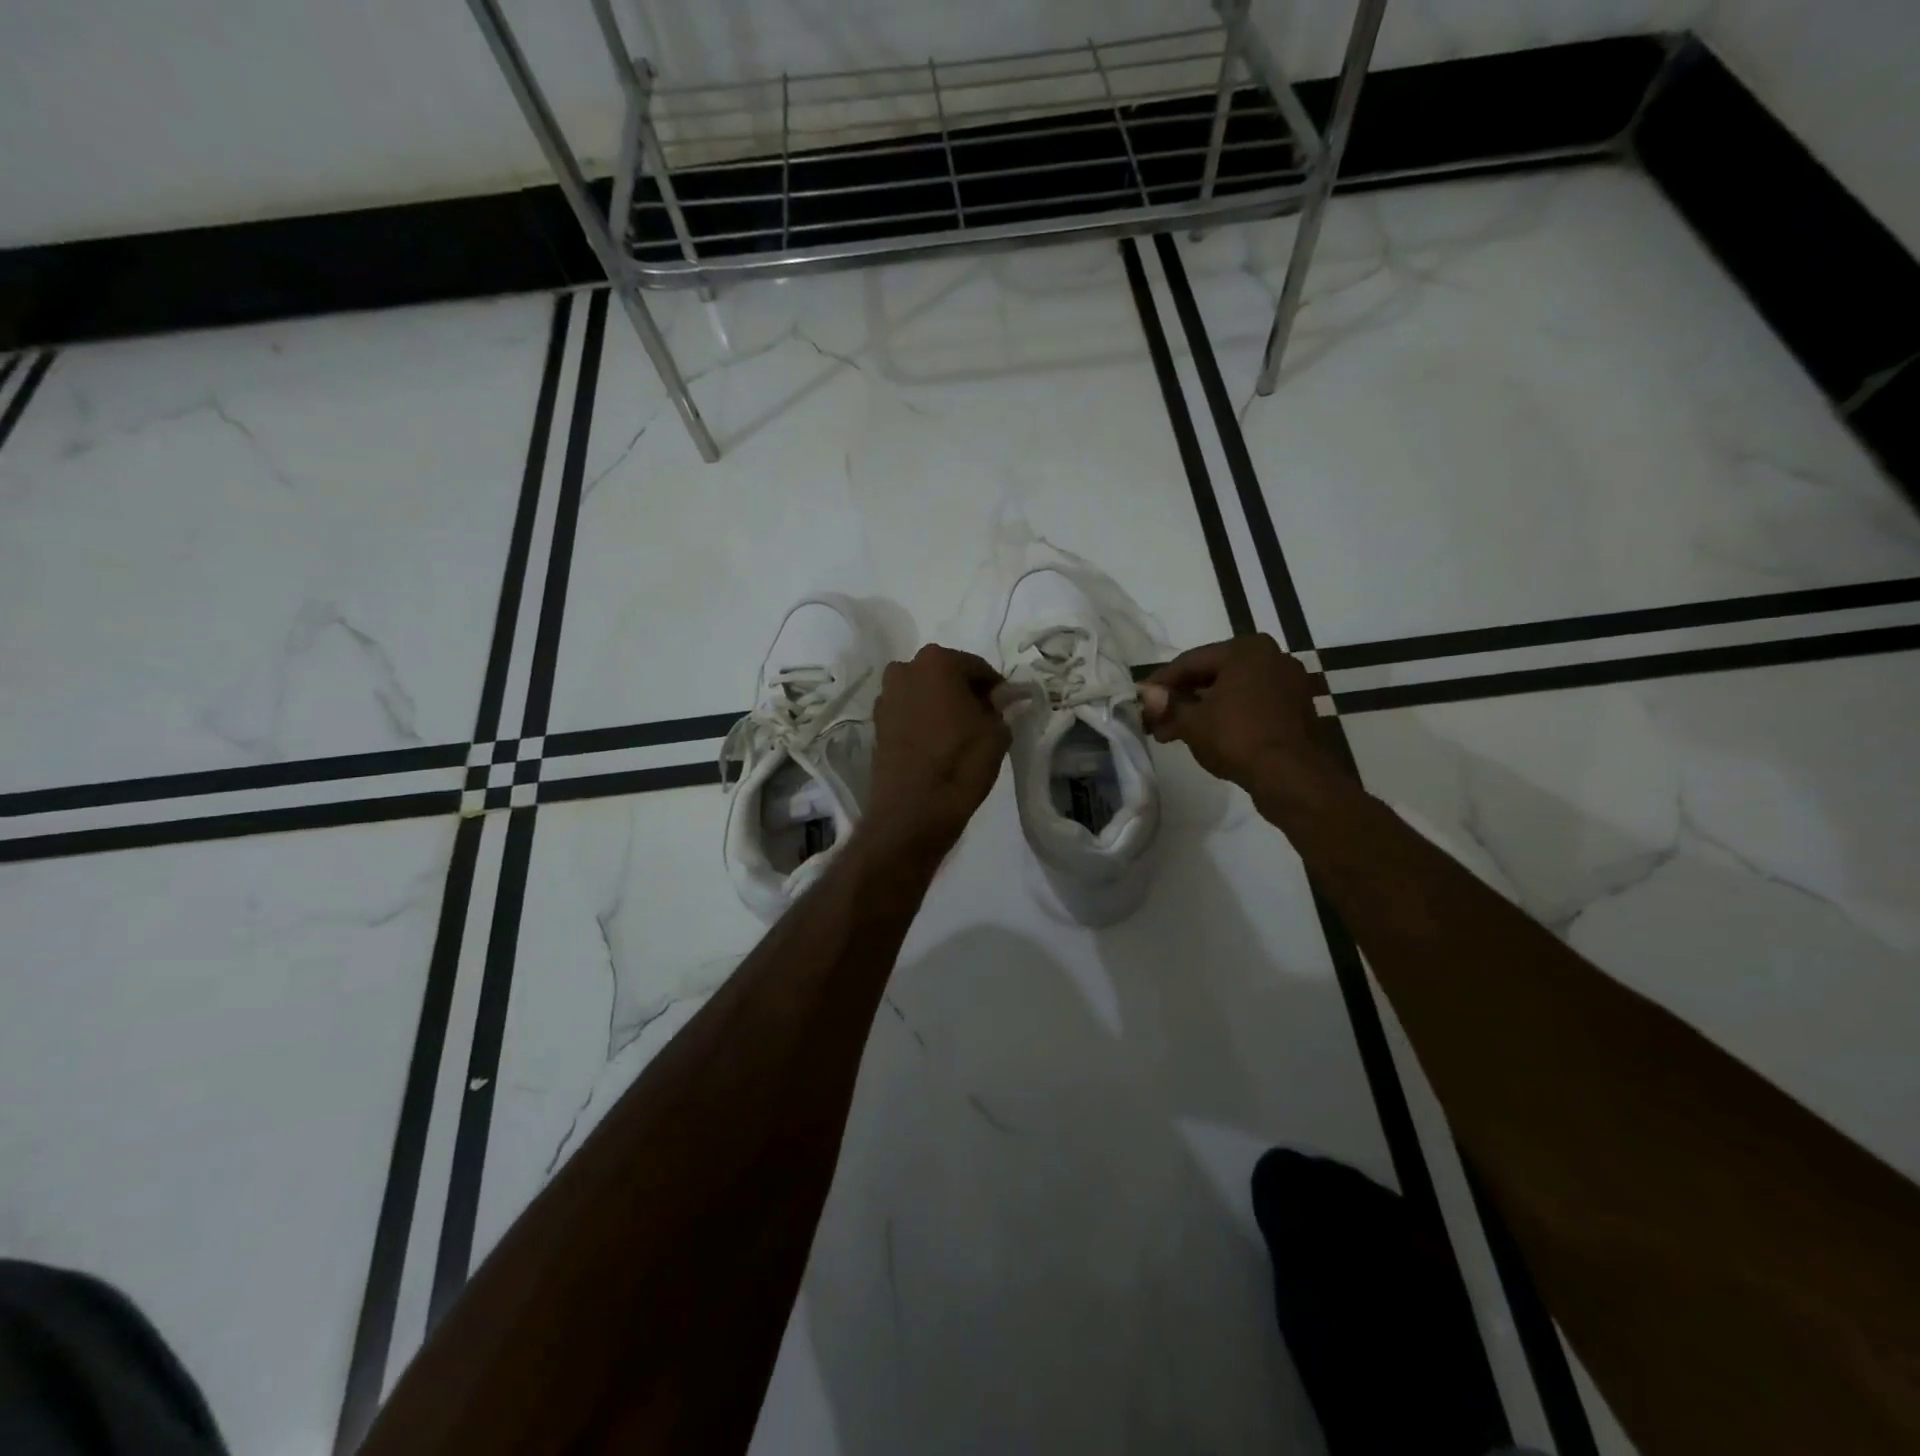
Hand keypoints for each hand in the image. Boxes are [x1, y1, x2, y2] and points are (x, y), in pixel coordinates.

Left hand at [864, 644, 1011, 859]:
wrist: (913, 811)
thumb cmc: (961, 763)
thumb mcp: (997, 732)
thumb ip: (1001, 707)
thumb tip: (1000, 698)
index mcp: (937, 661)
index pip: (977, 667)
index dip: (995, 688)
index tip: (1005, 708)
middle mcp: (905, 669)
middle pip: (945, 675)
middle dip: (963, 692)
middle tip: (982, 719)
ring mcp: (886, 696)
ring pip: (923, 693)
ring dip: (940, 705)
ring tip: (958, 733)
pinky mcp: (876, 724)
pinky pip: (908, 713)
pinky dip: (922, 720)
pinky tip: (936, 744)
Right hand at [1138, 635, 1341, 799]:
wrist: (1293, 776)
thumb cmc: (1238, 737)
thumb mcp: (1193, 722)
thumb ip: (1168, 704)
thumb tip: (1146, 695)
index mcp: (1246, 649)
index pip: (1190, 661)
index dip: (1160, 682)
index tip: (1139, 698)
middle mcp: (1271, 657)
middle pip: (1212, 675)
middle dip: (1180, 699)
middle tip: (1153, 720)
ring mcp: (1288, 683)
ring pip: (1231, 692)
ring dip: (1200, 711)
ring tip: (1171, 734)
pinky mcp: (1296, 709)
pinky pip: (1251, 705)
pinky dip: (1226, 717)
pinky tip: (1204, 736)